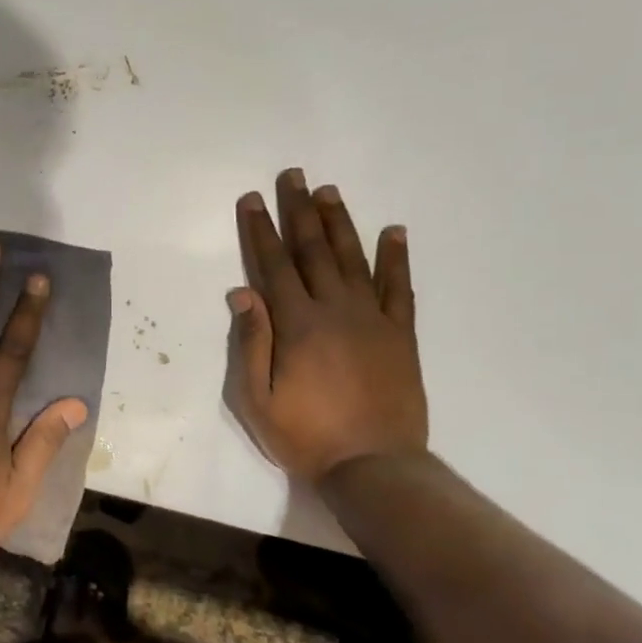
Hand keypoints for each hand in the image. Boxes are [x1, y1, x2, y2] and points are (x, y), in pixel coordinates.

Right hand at [228, 169, 427, 478]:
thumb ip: (250, 343)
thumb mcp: (257, 399)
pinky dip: (397, 258)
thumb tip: (241, 292)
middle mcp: (335, 310)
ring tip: (328, 191)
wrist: (374, 466)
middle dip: (298, 211)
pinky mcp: (401, 335)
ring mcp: (373, 319)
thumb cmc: (305, 436)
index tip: (252, 198)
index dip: (260, 230)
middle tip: (292, 175)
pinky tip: (394, 231)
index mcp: (296, 325)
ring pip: (353, 259)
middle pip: (313, 251)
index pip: (273, 265)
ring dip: (339, 223)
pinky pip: (400, 288)